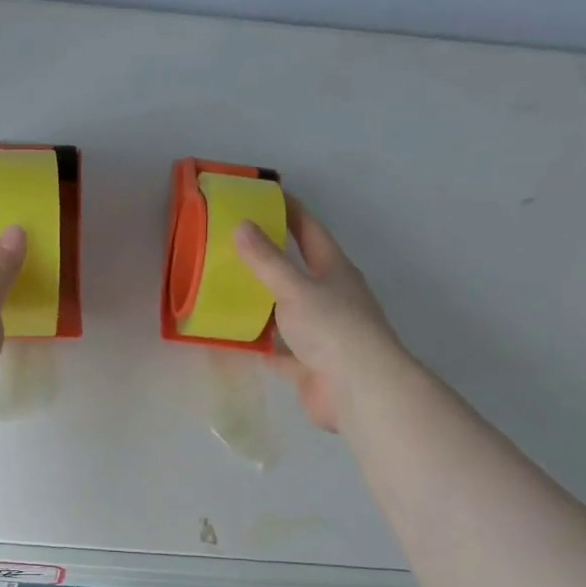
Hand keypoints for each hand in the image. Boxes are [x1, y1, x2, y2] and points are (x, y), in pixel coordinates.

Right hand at [234, 200, 403, 432]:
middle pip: (298, 270)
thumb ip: (267, 260)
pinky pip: (278, 347)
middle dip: (270, 257)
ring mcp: (321, 332)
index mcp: (334, 270)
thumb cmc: (332, 328)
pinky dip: (259, 342)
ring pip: (286, 310)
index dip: (291, 211)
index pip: (310, 231)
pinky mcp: (309, 363)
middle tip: (234, 244)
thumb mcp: (295, 287)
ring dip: (262, 301)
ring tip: (227, 288)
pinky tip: (235, 336)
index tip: (267, 196)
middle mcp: (331, 297)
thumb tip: (241, 225)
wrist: (358, 390)